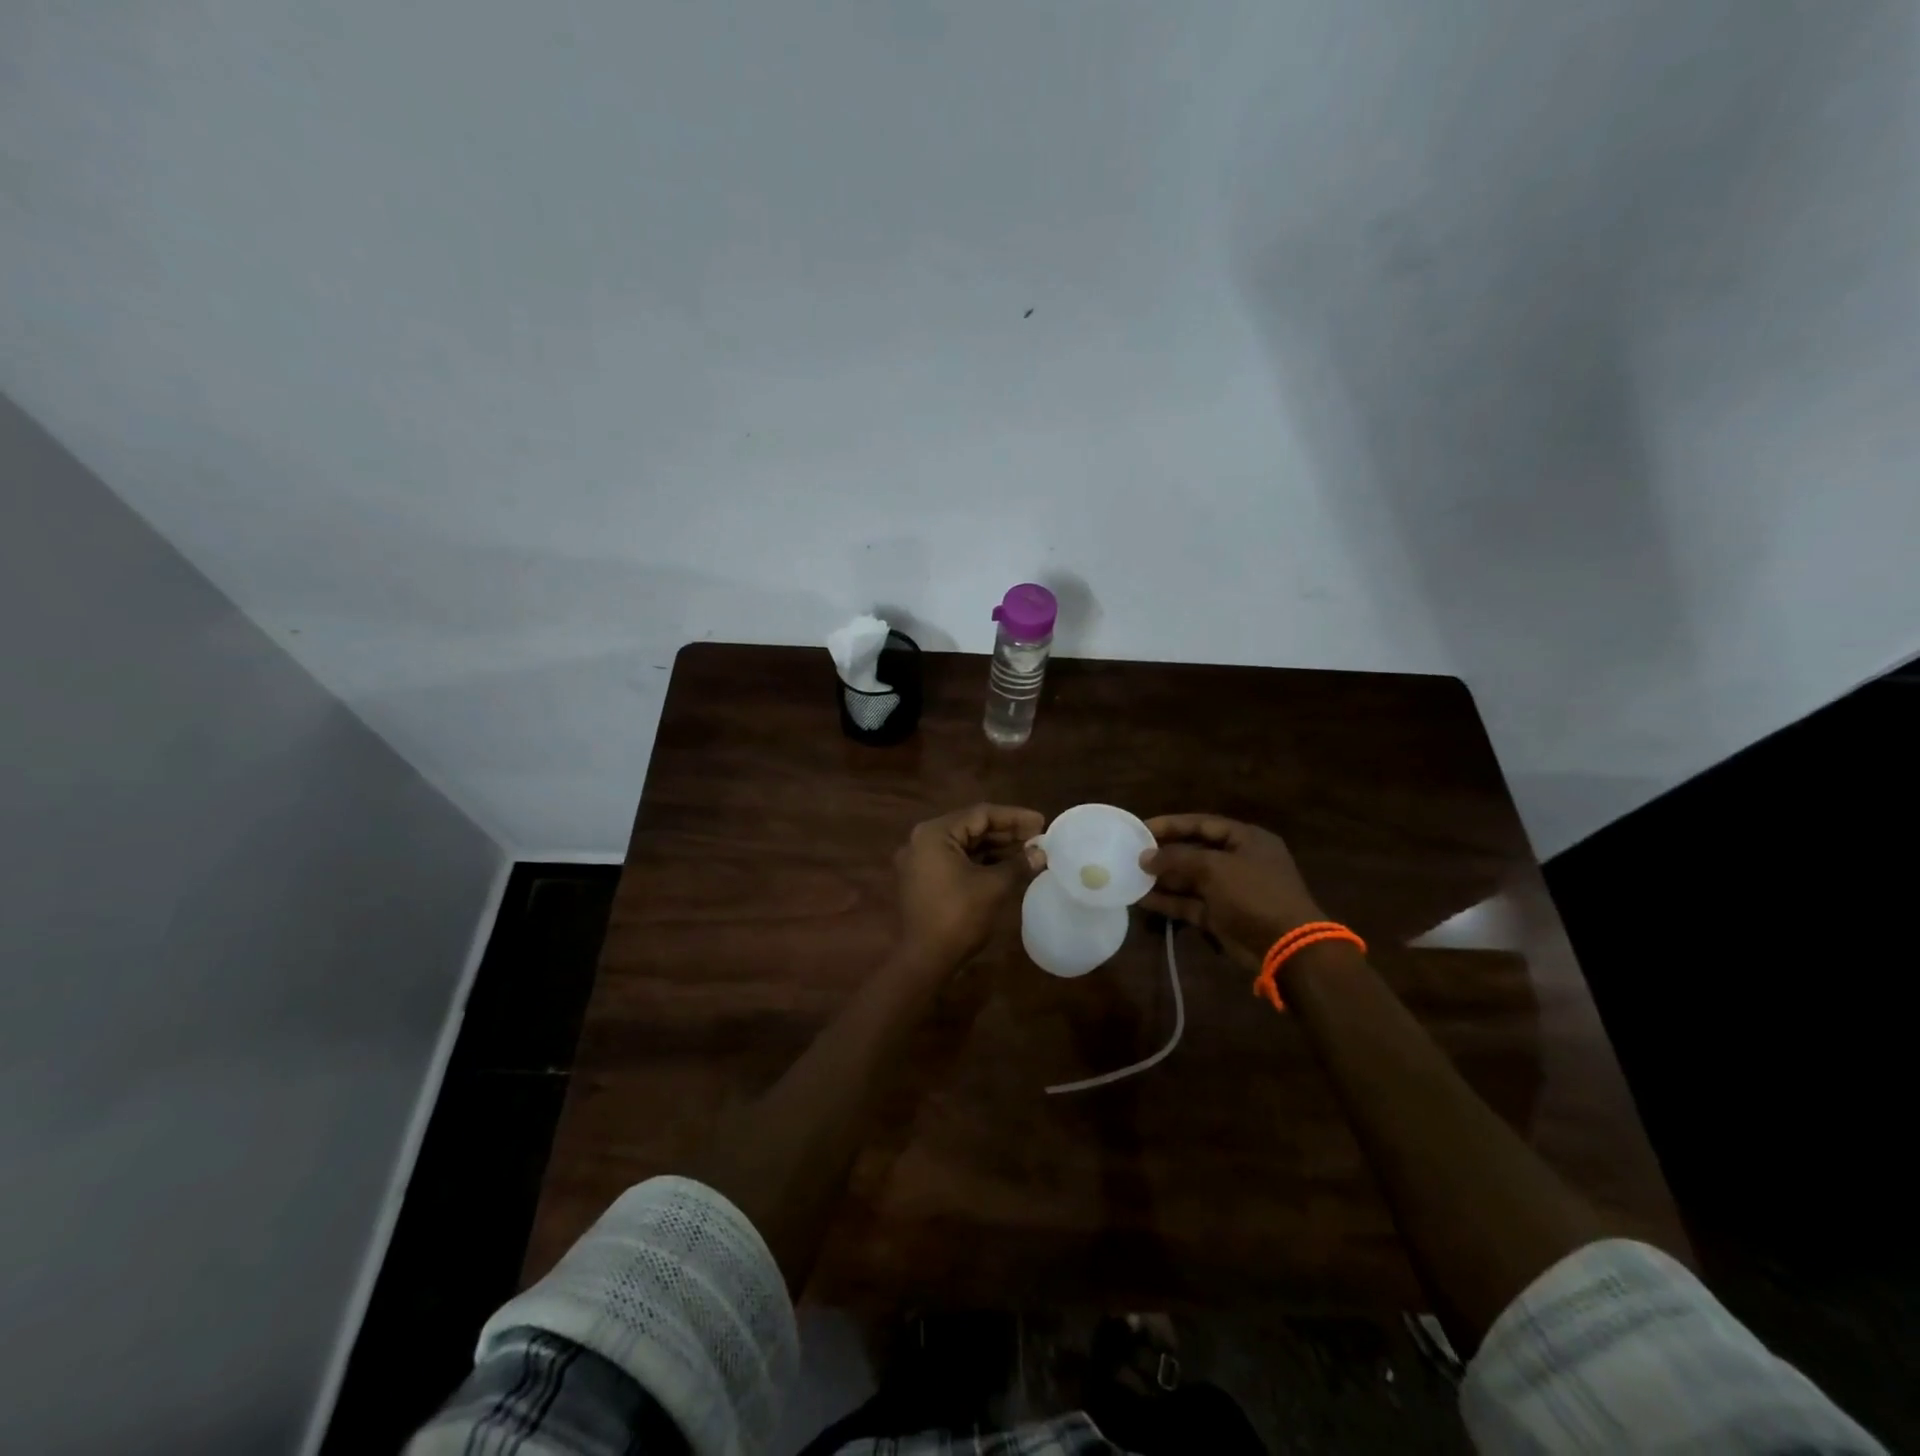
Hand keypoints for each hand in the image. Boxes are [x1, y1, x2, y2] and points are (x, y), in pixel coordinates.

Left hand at [894, 803, 1045, 971]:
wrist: (925, 960)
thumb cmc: (959, 916)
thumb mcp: (994, 886)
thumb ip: (1018, 864)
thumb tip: (1041, 853)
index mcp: (934, 833)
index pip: (980, 814)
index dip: (1014, 817)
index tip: (1041, 822)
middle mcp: (922, 840)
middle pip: (971, 828)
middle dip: (1006, 833)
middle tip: (1038, 837)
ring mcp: (920, 861)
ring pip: (964, 846)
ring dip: (995, 848)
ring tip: (1028, 852)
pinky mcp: (924, 880)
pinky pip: (956, 861)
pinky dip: (980, 862)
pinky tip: (1007, 867)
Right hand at [1138, 814, 1325, 969]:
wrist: (1285, 947)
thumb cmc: (1253, 894)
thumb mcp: (1214, 868)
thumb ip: (1177, 859)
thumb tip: (1145, 857)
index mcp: (1247, 840)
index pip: (1202, 824)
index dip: (1171, 825)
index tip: (1141, 828)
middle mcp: (1239, 861)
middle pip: (1194, 851)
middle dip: (1164, 854)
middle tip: (1132, 854)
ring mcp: (1230, 891)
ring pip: (1190, 880)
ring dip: (1163, 879)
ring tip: (1131, 876)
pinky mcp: (1221, 916)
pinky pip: (1190, 903)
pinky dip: (1169, 901)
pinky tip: (1143, 899)